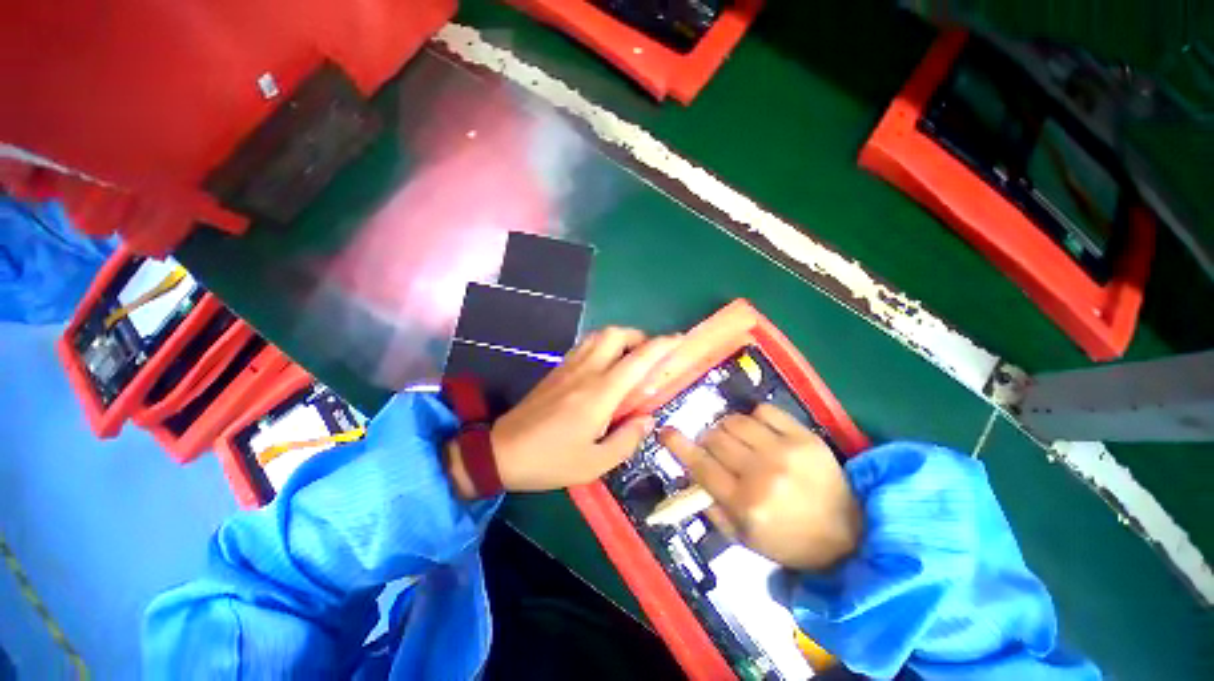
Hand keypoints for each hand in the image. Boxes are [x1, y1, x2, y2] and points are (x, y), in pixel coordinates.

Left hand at [447, 327, 679, 496]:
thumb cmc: (551, 460)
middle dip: (639, 336)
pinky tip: (605, 362)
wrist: (503, 451)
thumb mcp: (595, 464)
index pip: (638, 359)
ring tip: (630, 357)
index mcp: (600, 393)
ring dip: (620, 337)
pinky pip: (585, 344)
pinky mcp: (557, 368)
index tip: (678, 341)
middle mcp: (587, 371)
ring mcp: (569, 366)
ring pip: (599, 335)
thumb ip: (627, 439)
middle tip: (650, 355)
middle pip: (616, 334)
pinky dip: (602, 343)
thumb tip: (648, 419)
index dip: (662, 345)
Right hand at [659, 404, 861, 570]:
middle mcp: (762, 473)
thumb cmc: (788, 539)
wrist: (848, 534)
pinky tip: (760, 433)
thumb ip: (711, 505)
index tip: (665, 431)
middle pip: (714, 437)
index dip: (678, 445)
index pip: (701, 465)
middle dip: (707, 440)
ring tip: (738, 441)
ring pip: (735, 420)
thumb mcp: (743, 537)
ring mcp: (785, 451)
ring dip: (728, 428)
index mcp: (745, 503)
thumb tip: (689, 473)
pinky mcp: (804, 436)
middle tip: (715, 449)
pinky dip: (754, 418)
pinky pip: (764, 411)